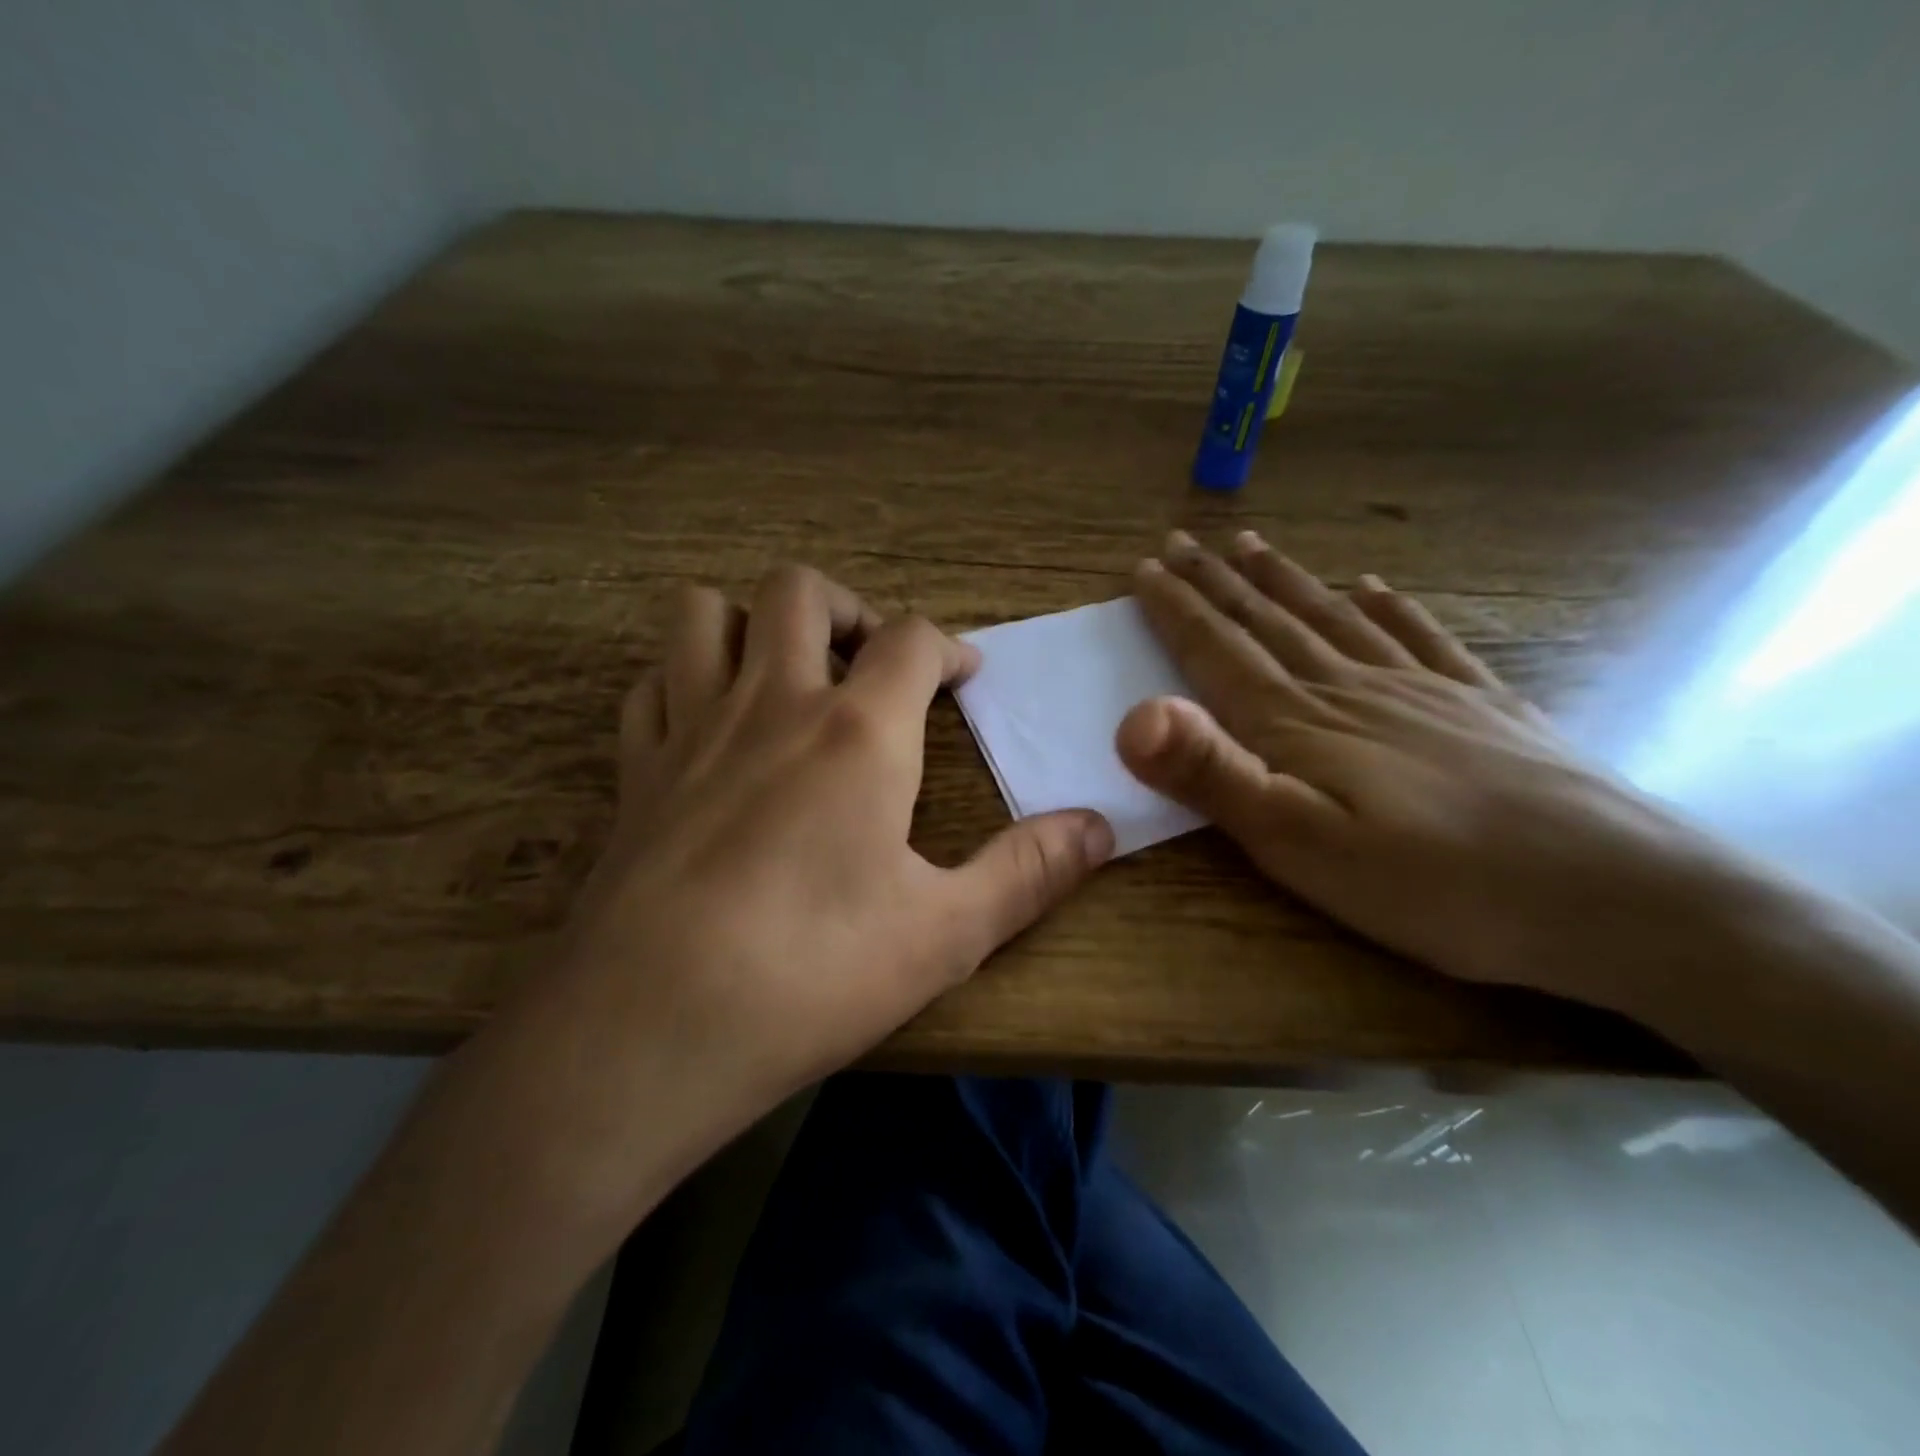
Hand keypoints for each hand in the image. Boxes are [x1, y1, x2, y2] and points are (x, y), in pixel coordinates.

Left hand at [457, 566, 1112, 1238]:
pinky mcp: (634, 771)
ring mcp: (690, 730)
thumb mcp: (945, 934)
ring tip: (786, 675)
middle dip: (847, 607)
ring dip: (752, 624)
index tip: (963, 676)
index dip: (947, 646)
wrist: (645, 1031)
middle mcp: (770, 705)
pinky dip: (685, 682)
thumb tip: (1101, 828)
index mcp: (856, 733)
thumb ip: (1029, 872)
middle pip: (798, 590)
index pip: (910, 638)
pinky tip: (710, 728)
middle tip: (872, 662)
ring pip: (706, 614)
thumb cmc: (811, 976)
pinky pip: (652, 685)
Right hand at [1117, 530, 1758, 1013]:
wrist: (1610, 895)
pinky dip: (1390, 606)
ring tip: (1251, 548)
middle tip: (1182, 542)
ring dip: (1285, 581)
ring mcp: (1420, 690)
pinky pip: (1420, 638)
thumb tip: (1133, 715)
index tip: (1144, 569)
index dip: (1176, 609)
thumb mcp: (1297, 843)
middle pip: (1269, 622)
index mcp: (1298, 721)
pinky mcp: (1478, 706)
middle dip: (1216, 582)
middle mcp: (1350, 687)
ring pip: (1333, 618)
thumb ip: (1212, 775)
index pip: (1218, 650)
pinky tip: (1376, 586)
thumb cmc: (1431, 882)